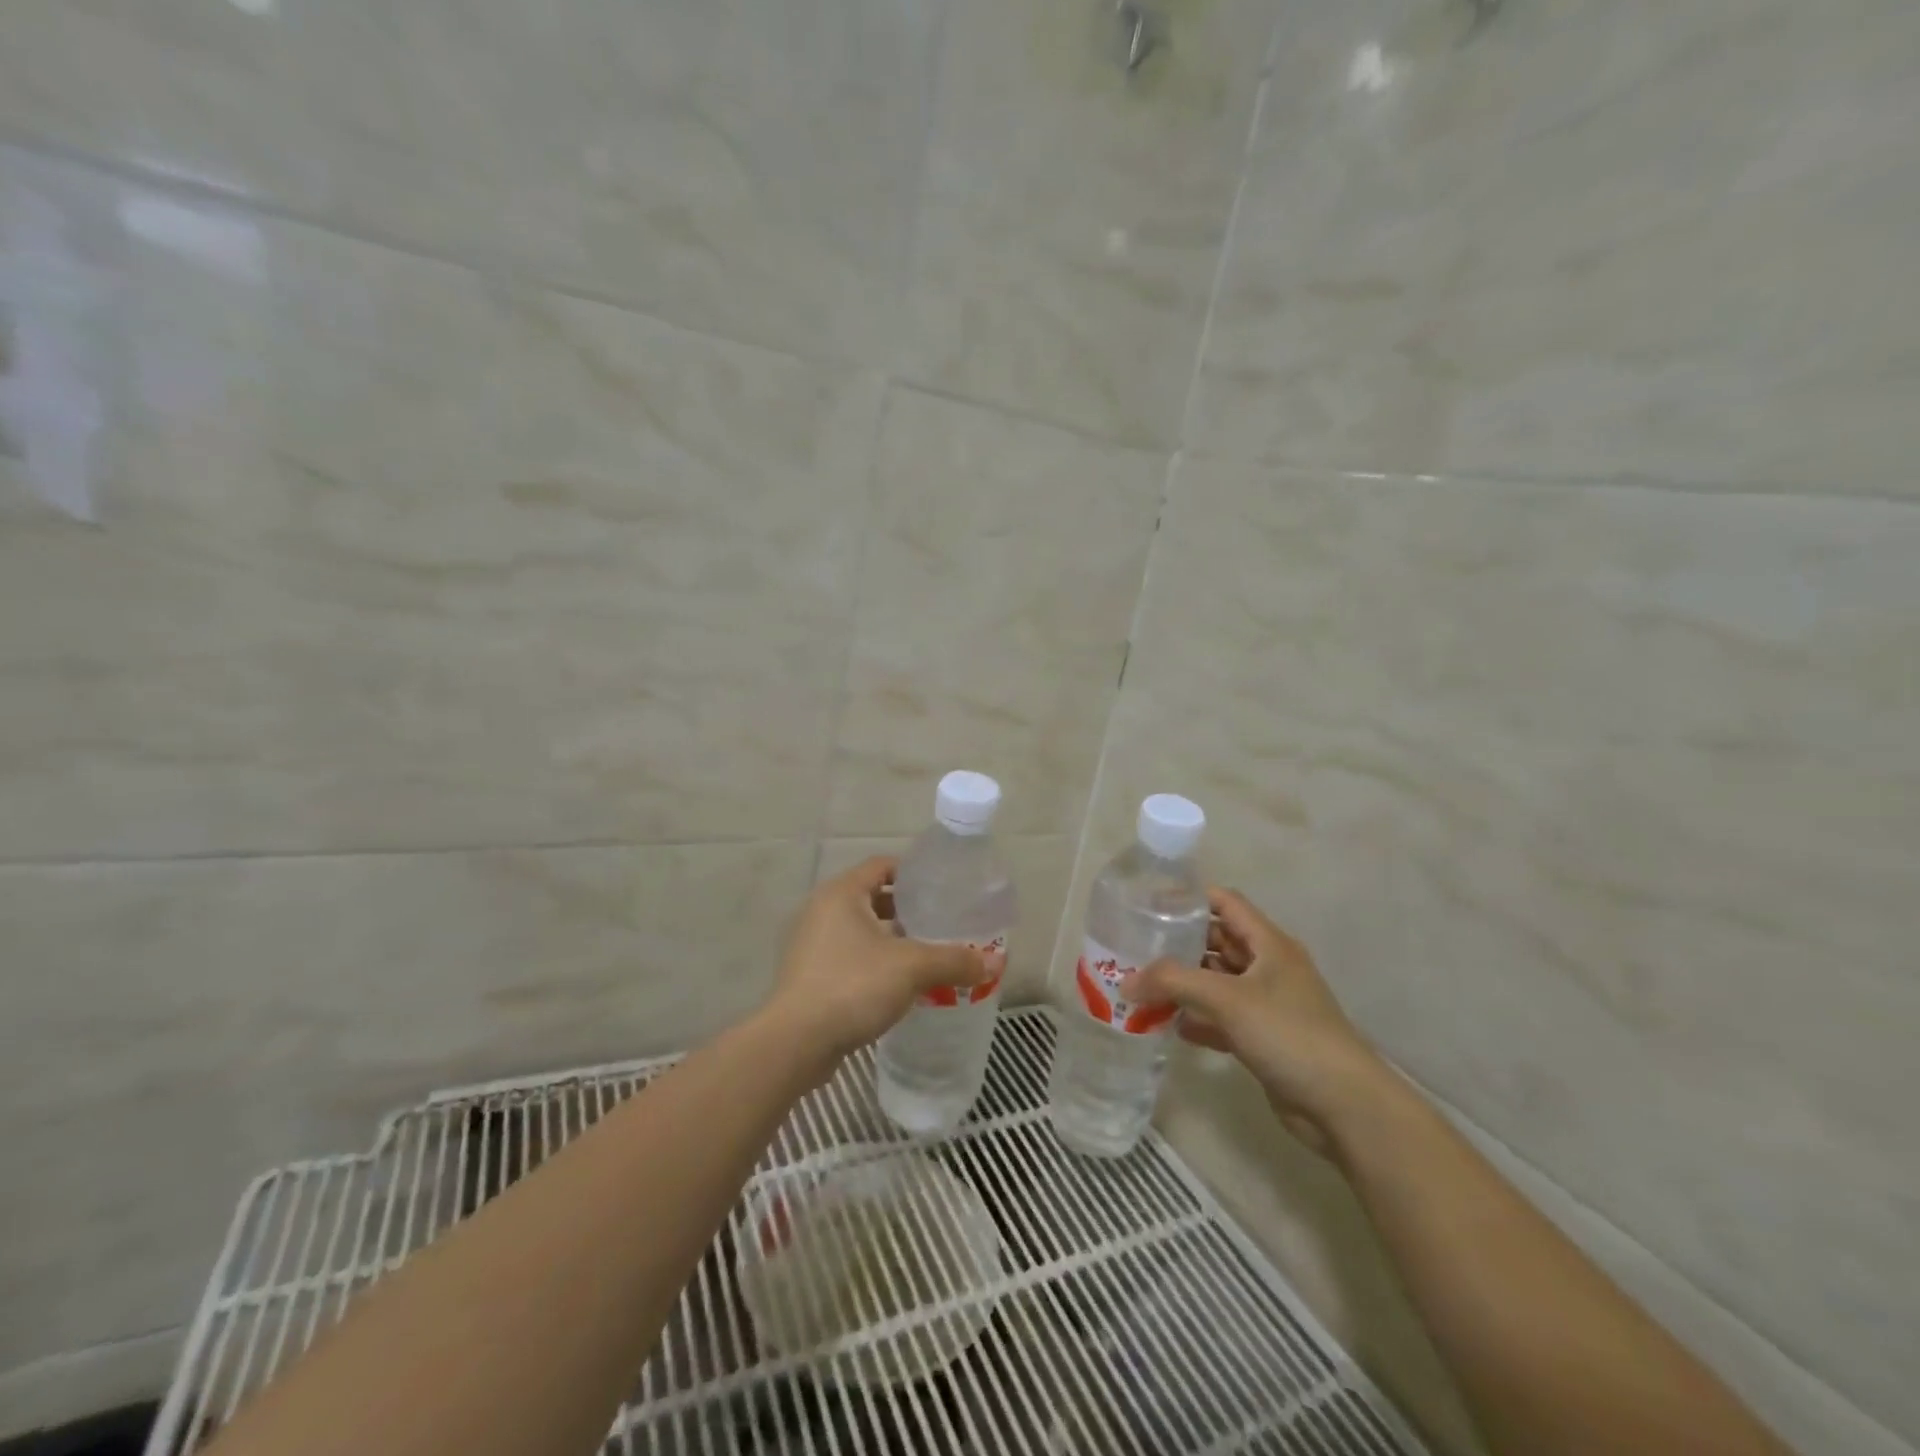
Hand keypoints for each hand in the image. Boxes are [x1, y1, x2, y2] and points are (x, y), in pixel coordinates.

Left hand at [765, 856, 1002, 1065]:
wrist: (796, 1043)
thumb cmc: (852, 986)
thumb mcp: (912, 968)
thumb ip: (954, 960)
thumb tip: (994, 962)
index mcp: (842, 893)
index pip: (883, 865)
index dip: (914, 874)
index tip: (943, 890)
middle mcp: (822, 910)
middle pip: (873, 898)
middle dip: (907, 911)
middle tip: (941, 925)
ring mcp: (811, 944)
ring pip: (861, 931)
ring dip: (891, 940)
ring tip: (927, 956)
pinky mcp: (809, 976)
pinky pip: (850, 957)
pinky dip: (874, 963)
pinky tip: (900, 985)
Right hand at [1120, 889, 1387, 1155]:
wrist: (1343, 1105)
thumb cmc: (1288, 1033)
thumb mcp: (1227, 998)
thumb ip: (1173, 982)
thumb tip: (1126, 982)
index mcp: (1268, 943)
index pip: (1225, 902)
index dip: (1189, 899)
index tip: (1149, 904)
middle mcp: (1268, 967)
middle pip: (1216, 942)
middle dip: (1177, 945)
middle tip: (1134, 948)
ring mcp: (1266, 1004)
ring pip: (1215, 982)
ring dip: (1182, 985)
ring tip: (1139, 986)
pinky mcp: (1262, 1038)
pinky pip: (1220, 1018)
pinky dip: (1196, 1019)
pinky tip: (1166, 1026)